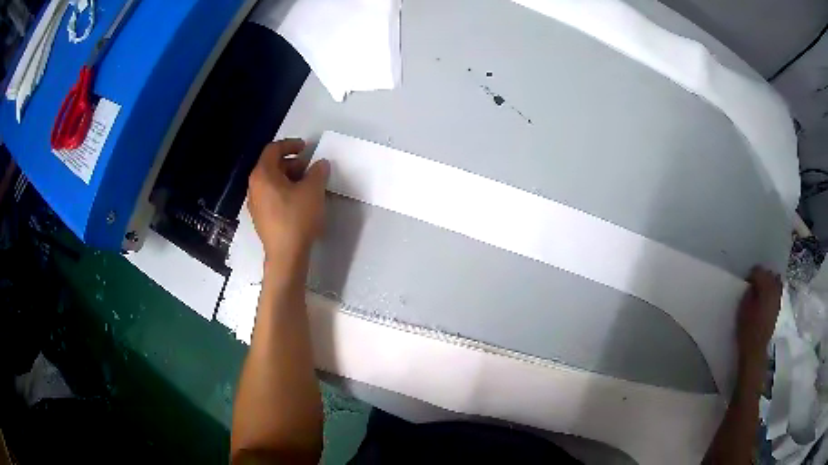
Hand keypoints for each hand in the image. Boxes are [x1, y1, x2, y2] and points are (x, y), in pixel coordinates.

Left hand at [248, 139, 329, 266]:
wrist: (286, 255)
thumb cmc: (297, 218)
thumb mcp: (313, 190)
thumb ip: (318, 172)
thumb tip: (320, 164)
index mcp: (262, 175)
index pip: (273, 149)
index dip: (290, 144)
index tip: (306, 148)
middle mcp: (254, 186)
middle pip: (270, 165)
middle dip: (291, 163)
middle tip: (309, 168)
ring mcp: (255, 203)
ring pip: (271, 182)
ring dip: (288, 178)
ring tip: (307, 185)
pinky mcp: (260, 218)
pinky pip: (270, 195)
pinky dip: (283, 191)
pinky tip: (298, 201)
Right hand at [736, 267, 781, 375]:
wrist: (755, 349)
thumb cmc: (747, 329)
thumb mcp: (743, 308)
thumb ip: (749, 292)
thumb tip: (752, 286)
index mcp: (766, 287)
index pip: (759, 271)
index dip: (751, 274)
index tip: (746, 282)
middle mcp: (775, 289)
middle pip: (769, 274)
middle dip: (762, 276)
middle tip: (753, 284)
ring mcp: (778, 299)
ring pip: (775, 282)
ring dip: (768, 283)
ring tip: (761, 290)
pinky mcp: (778, 308)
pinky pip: (777, 292)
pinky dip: (772, 292)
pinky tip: (766, 298)